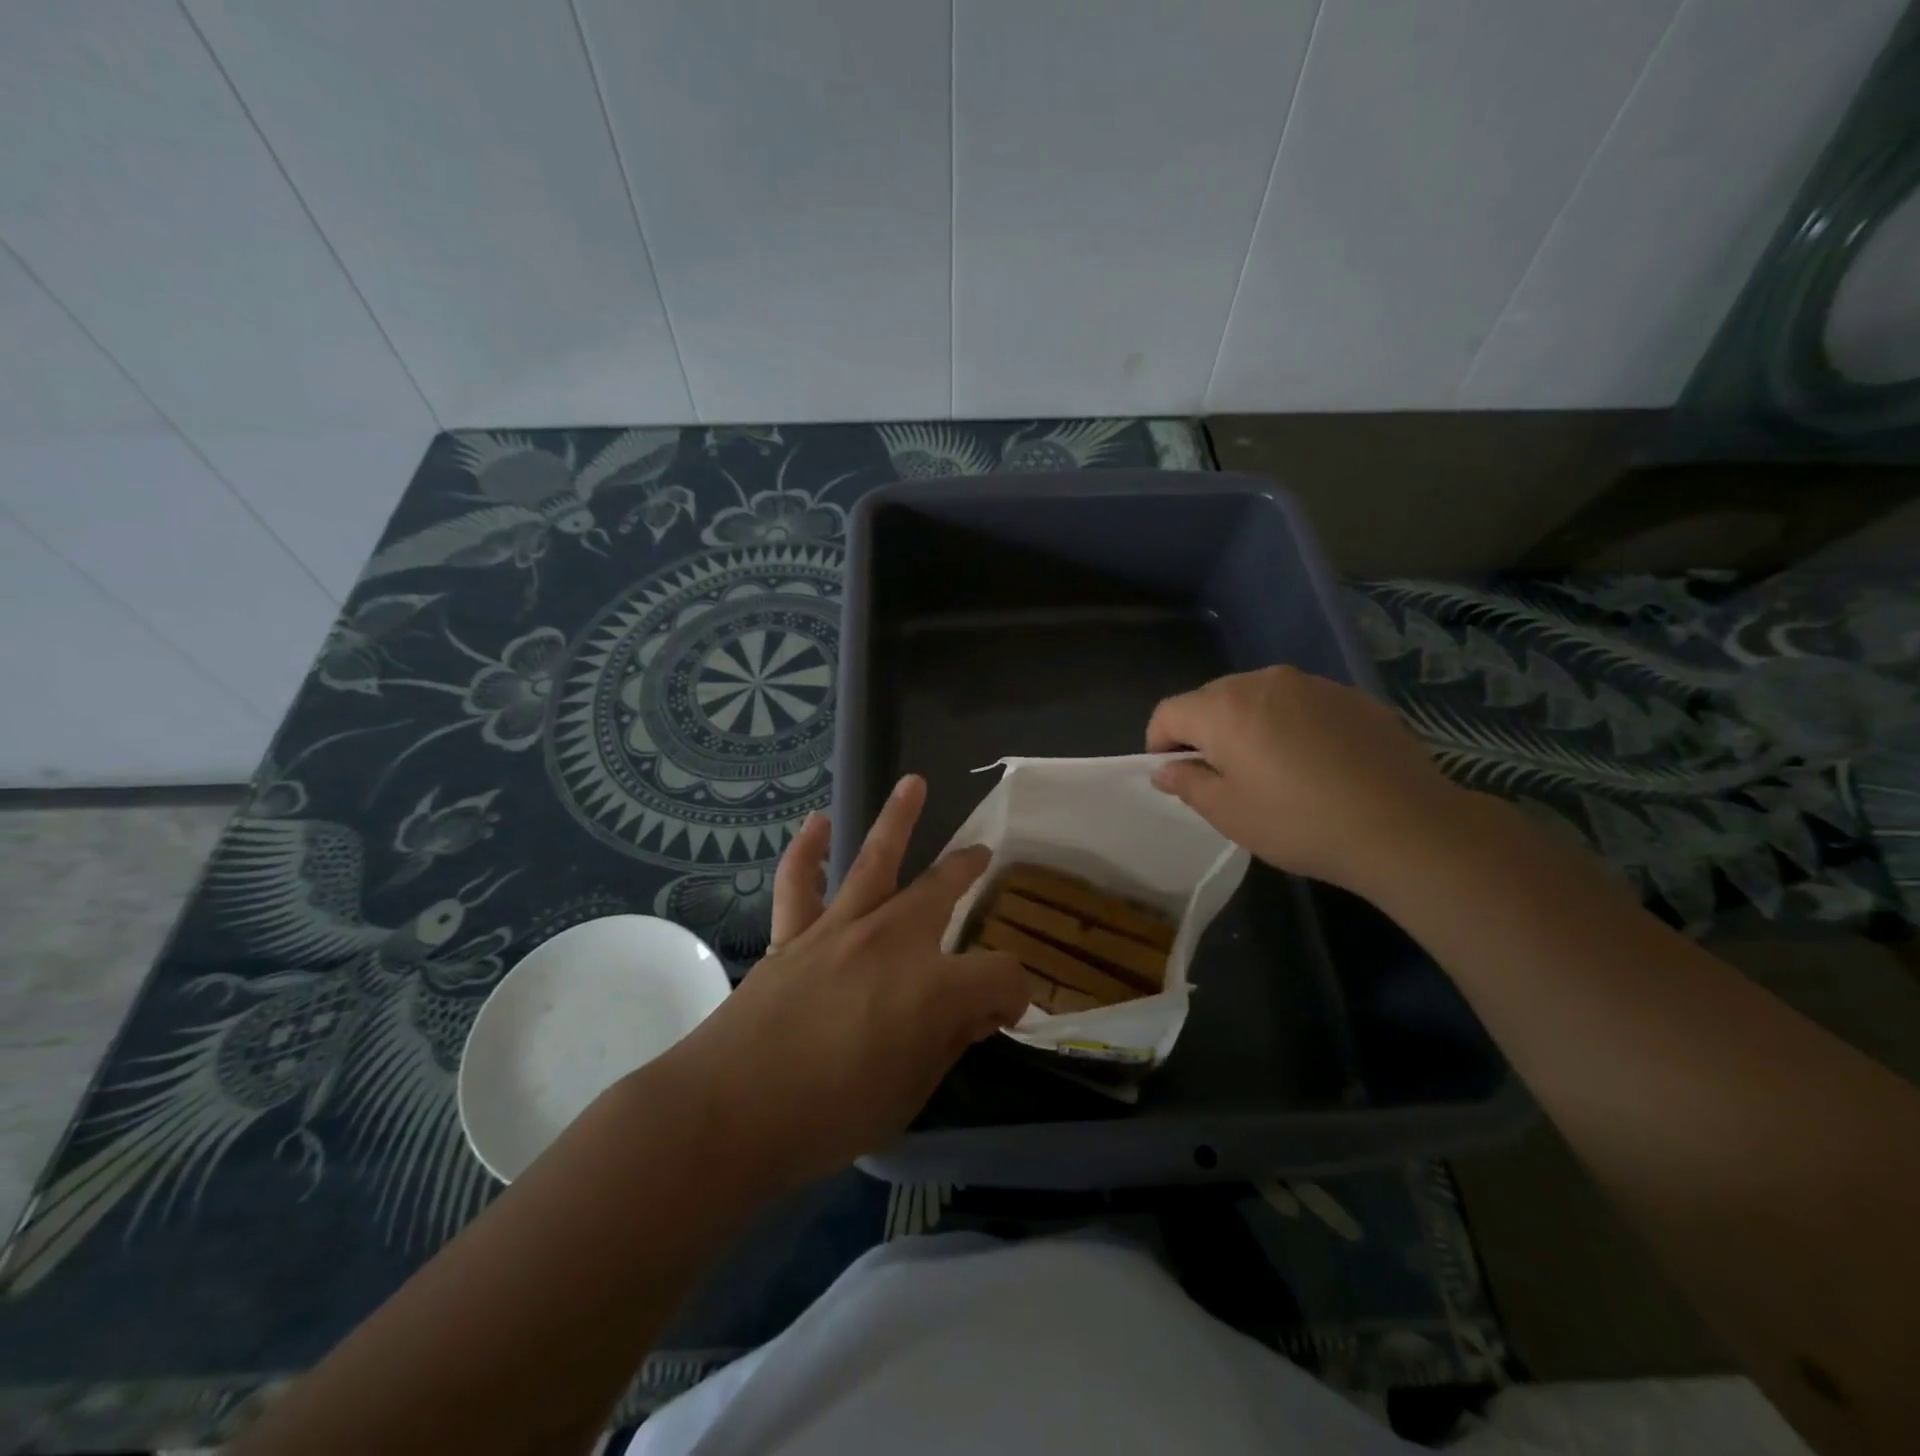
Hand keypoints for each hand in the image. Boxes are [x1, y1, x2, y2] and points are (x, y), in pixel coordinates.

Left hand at [656, 775, 1027, 1191]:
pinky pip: (799, 881)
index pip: (1000, 974)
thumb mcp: (909, 1095)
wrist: (728, 1114)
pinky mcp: (792, 935)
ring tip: (913, 783)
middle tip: (983, 855)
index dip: (1013, 994)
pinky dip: (807, 850)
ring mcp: (838, 929)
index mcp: (933, 987)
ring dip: (898, 818)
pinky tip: (818, 823)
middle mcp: (891, 940)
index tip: (1002, 1015)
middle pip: (942, 888)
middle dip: (968, 869)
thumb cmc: (828, 1117)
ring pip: (875, 859)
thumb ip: (947, 1043)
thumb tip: (974, 1012)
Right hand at [1147, 666, 1466, 895]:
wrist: (1404, 825)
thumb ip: (1187, 784)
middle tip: (1222, 777)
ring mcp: (1312, 684)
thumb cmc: (1299, 822)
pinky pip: (1300, 704)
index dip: (1159, 743)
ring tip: (1272, 770)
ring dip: (1248, 726)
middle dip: (1204, 732)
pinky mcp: (1351, 696)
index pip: (1168, 712)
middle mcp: (1262, 681)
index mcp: (1223, 708)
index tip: (1174, 776)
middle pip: (1211, 699)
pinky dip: (1290, 725)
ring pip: (1258, 698)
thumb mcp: (1228, 813)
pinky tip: (1316, 764)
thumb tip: (1165, 769)